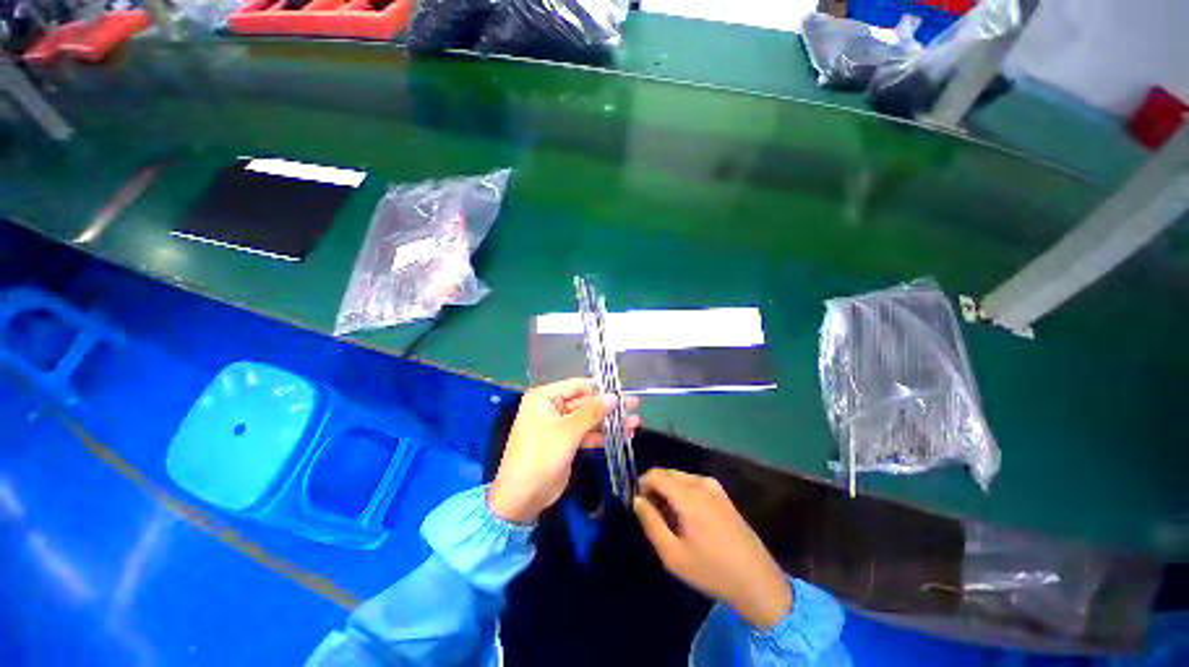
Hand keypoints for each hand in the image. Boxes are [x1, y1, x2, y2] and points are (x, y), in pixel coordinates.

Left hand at [488, 379, 639, 523]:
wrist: (522, 498)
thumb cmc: (541, 456)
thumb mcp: (568, 431)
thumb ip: (592, 412)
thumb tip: (614, 396)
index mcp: (545, 397)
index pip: (578, 385)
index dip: (601, 389)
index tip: (624, 392)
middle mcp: (552, 407)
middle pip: (585, 401)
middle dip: (609, 406)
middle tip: (635, 406)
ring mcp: (559, 425)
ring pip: (588, 418)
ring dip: (610, 421)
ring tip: (635, 423)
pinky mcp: (566, 442)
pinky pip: (587, 433)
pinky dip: (603, 435)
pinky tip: (623, 436)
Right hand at [634, 469, 791, 628]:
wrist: (758, 581)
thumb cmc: (712, 571)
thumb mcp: (673, 555)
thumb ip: (651, 523)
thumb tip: (637, 500)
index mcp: (689, 496)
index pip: (656, 474)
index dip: (642, 485)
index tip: (639, 506)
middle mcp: (702, 483)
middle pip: (668, 474)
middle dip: (655, 489)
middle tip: (653, 516)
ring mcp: (715, 487)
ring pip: (680, 478)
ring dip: (669, 492)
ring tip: (670, 521)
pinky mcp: (723, 494)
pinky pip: (693, 484)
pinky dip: (682, 494)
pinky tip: (687, 519)